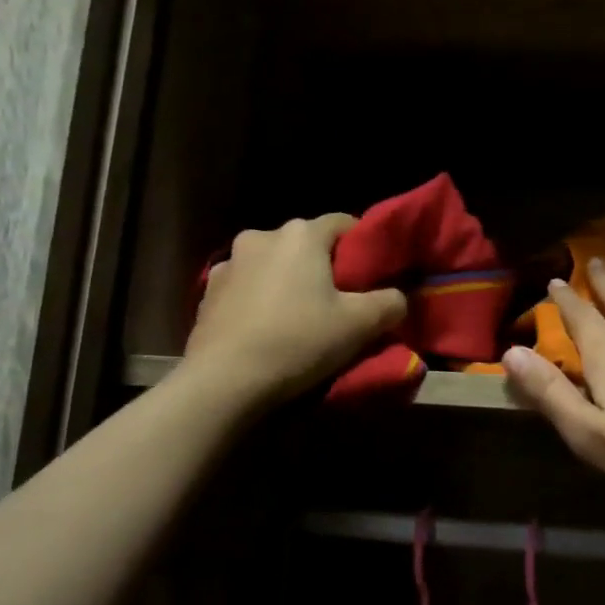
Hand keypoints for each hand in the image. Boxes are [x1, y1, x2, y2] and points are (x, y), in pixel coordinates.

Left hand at [185, 214, 406, 404]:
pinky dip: (261, 302)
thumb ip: (390, 302)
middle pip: (306, 246)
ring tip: (299, 321)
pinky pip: (247, 289)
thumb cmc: (298, 341)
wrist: (224, 381)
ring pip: (274, 267)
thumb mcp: (361, 325)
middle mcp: (261, 236)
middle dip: (324, 269)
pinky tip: (266, 332)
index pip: (344, 223)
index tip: (372, 278)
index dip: (363, 248)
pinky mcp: (208, 293)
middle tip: (340, 304)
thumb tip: (397, 297)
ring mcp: (228, 263)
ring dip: (288, 284)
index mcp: (301, 234)